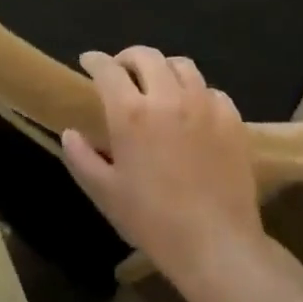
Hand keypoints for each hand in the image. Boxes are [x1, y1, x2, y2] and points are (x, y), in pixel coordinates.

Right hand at [61, 47, 264, 287]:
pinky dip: (196, 92)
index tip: (88, 61)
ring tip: (158, 85)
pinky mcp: (232, 120)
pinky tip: (192, 110)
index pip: (107, 69)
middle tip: (121, 71)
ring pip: (182, 66)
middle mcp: (167, 97)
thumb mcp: (104, 192)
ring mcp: (204, 106)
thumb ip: (81, 157)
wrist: (217, 246)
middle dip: (128, 57)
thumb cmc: (153, 220)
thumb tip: (70, 133)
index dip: (94, 60)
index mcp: (130, 113)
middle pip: (146, 56)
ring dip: (163, 69)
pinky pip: (211, 90)